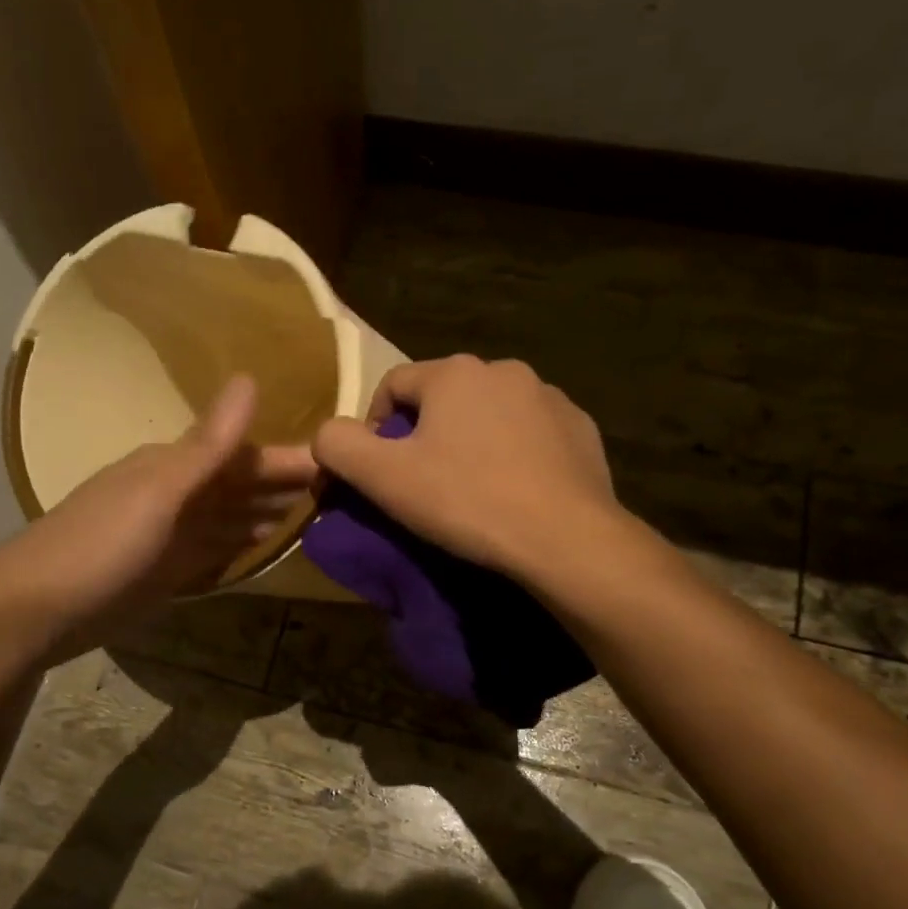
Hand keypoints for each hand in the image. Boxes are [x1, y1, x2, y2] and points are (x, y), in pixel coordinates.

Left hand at [0, 375, 317, 656]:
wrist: (38, 609)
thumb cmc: (102, 543)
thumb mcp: (160, 490)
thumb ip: (209, 444)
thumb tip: (249, 379)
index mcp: (174, 467)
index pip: (244, 456)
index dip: (288, 458)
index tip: (337, 459)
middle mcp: (175, 495)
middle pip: (239, 485)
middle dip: (283, 484)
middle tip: (340, 489)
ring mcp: (169, 535)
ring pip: (228, 517)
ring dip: (266, 513)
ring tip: (314, 514)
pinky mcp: (164, 571)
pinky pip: (214, 550)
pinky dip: (239, 545)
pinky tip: (263, 545)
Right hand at [312, 355, 618, 577]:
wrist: (565, 539)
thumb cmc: (466, 500)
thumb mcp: (384, 477)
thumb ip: (339, 445)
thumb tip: (327, 434)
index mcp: (454, 372)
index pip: (393, 385)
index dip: (374, 426)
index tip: (378, 471)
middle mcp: (505, 370)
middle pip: (443, 398)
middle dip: (425, 434)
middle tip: (422, 484)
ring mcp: (550, 398)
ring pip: (489, 415)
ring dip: (471, 442)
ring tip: (471, 490)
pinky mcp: (581, 429)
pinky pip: (531, 435)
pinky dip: (515, 454)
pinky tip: (515, 492)